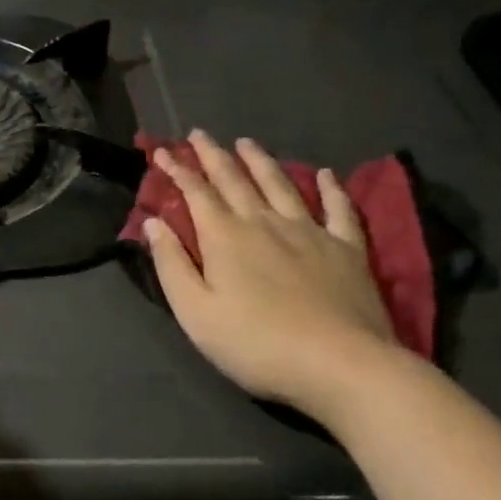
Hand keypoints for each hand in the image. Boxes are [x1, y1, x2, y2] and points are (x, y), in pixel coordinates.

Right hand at [143, 131, 409, 426]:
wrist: (340, 365)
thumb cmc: (256, 344)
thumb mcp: (196, 313)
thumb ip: (172, 264)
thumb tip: (154, 223)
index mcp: (225, 236)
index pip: (195, 192)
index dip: (177, 170)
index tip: (162, 151)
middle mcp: (264, 221)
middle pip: (234, 179)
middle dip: (213, 155)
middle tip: (200, 134)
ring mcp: (309, 231)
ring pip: (280, 184)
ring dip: (260, 161)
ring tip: (247, 143)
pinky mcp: (346, 248)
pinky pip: (338, 208)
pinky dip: (331, 188)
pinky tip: (325, 174)